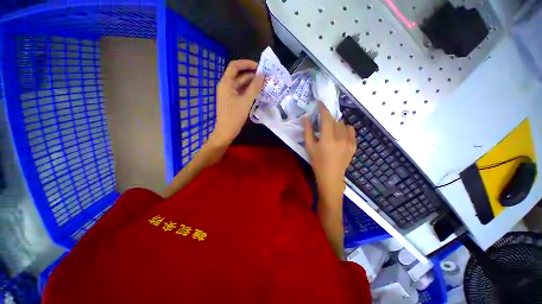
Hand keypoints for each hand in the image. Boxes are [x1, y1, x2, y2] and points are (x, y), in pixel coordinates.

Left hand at [210, 60, 263, 145]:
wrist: (226, 131)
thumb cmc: (234, 116)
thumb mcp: (246, 101)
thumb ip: (254, 87)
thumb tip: (262, 75)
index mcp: (226, 83)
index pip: (235, 66)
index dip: (247, 64)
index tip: (259, 67)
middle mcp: (226, 85)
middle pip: (239, 75)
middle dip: (252, 75)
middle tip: (265, 77)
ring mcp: (229, 93)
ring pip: (241, 84)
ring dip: (252, 84)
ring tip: (264, 85)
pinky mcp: (232, 100)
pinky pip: (241, 92)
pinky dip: (249, 91)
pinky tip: (258, 93)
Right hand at [304, 103, 355, 203]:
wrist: (331, 176)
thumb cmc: (317, 162)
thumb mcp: (309, 146)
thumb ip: (307, 131)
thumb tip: (305, 117)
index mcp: (327, 139)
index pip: (326, 118)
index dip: (323, 109)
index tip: (320, 103)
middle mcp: (340, 138)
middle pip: (335, 120)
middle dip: (328, 119)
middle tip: (322, 125)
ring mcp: (349, 142)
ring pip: (344, 125)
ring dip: (336, 125)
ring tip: (331, 132)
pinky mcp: (354, 145)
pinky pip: (351, 131)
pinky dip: (345, 129)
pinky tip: (339, 136)